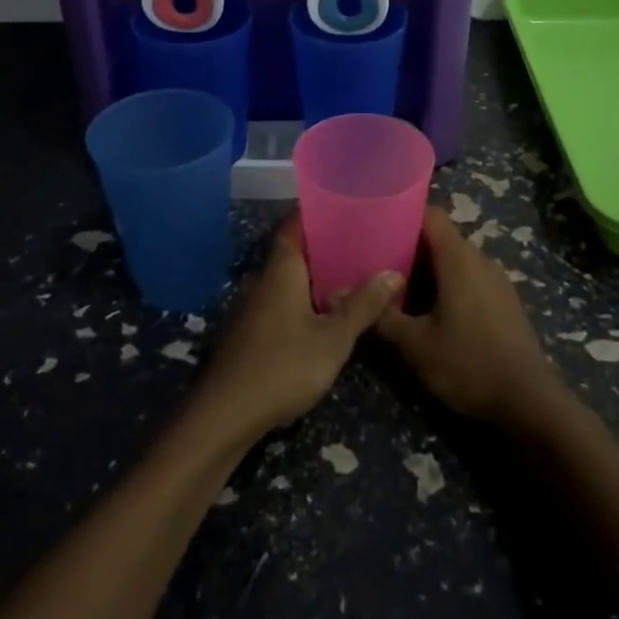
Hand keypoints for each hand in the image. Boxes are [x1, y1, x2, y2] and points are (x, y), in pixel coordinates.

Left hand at [193, 214, 398, 442]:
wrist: (225, 415)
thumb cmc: (283, 365)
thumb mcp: (334, 338)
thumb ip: (363, 305)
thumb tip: (393, 272)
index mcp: (281, 270)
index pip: (295, 225)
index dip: (316, 211)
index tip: (344, 203)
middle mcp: (263, 281)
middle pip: (294, 252)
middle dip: (324, 245)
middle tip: (361, 241)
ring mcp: (253, 308)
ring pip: (288, 281)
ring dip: (315, 277)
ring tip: (352, 275)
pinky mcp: (250, 334)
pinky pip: (282, 303)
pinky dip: (304, 300)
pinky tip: (326, 315)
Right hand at [374, 207, 565, 427]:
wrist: (529, 401)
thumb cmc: (468, 363)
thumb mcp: (415, 344)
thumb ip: (382, 316)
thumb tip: (344, 294)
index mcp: (459, 258)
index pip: (430, 214)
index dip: (402, 215)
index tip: (375, 227)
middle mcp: (480, 259)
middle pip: (440, 238)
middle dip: (408, 248)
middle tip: (375, 265)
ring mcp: (497, 280)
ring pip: (455, 261)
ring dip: (427, 271)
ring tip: (397, 290)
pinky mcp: (504, 301)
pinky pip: (470, 279)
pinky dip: (447, 286)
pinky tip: (429, 312)